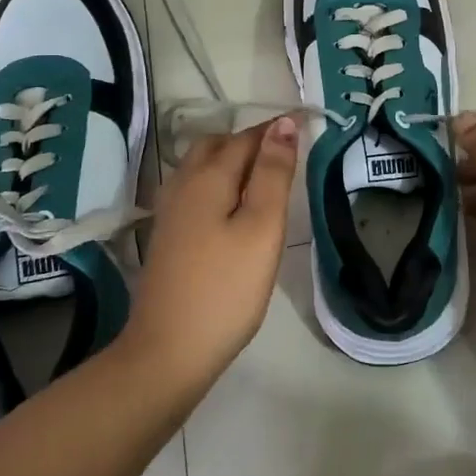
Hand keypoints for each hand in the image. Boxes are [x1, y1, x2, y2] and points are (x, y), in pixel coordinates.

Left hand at [124, 116, 298, 393]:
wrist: (168, 351)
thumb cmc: (225, 289)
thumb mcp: (262, 228)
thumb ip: (273, 173)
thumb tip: (282, 124)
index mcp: (207, 177)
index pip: (246, 137)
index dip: (276, 129)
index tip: (307, 125)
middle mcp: (183, 184)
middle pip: (218, 145)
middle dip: (251, 141)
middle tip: (286, 154)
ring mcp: (170, 211)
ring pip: (202, 167)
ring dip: (233, 162)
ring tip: (265, 179)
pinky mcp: (167, 236)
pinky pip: (196, 190)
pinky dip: (219, 184)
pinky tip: (233, 209)